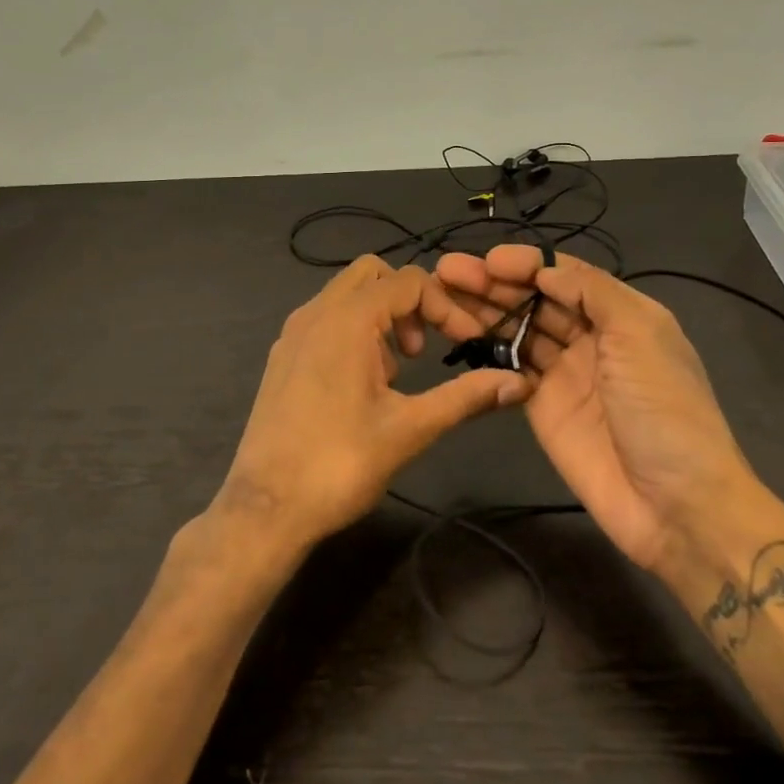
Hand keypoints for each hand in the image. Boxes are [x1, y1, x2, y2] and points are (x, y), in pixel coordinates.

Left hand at [216, 256, 531, 553]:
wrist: (266, 509)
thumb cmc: (340, 464)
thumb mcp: (410, 429)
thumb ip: (465, 396)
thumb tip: (518, 382)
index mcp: (347, 320)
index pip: (410, 281)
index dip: (447, 307)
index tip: (469, 343)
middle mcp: (316, 312)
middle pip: (374, 274)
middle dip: (409, 301)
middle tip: (424, 348)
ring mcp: (293, 333)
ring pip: (347, 295)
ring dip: (382, 317)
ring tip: (396, 372)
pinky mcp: (282, 355)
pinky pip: (326, 319)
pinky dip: (354, 331)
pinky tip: (362, 384)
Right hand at [434, 245, 755, 577]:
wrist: (675, 504)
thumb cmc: (663, 408)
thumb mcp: (641, 335)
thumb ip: (592, 292)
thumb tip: (546, 269)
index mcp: (621, 313)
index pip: (565, 275)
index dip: (527, 263)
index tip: (488, 260)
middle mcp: (591, 336)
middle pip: (535, 299)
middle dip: (495, 283)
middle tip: (448, 271)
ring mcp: (565, 373)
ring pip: (518, 330)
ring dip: (484, 311)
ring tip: (441, 296)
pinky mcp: (542, 407)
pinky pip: (511, 368)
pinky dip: (487, 350)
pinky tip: (459, 335)